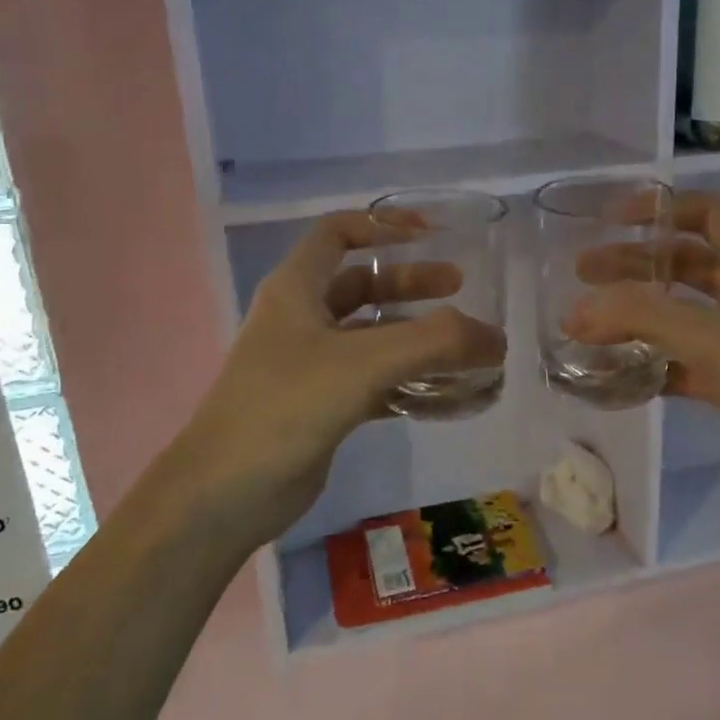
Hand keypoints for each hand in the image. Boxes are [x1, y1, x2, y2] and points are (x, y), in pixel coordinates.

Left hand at [171, 211, 506, 549]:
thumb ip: (435, 344)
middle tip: (461, 291)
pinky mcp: (321, 405)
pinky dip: (408, 382)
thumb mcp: (363, 363)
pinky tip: (444, 395)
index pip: (337, 233)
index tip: (429, 234)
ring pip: (371, 337)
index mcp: (296, 289)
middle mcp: (301, 320)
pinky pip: (373, 380)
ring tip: (464, 347)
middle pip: (362, 285)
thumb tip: (496, 338)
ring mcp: (309, 365)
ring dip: (415, 337)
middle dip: (411, 284)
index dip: (381, 224)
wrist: (224, 494)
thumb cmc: (285, 408)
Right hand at [566, 191, 719, 526]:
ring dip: (635, 313)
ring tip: (584, 323)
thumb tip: (574, 311)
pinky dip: (648, 362)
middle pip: (683, 262)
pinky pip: (680, 360)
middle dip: (633, 263)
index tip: (610, 220)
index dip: (660, 209)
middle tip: (581, 273)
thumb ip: (643, 317)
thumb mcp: (716, 338)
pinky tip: (612, 372)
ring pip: (678, 312)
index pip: (707, 213)